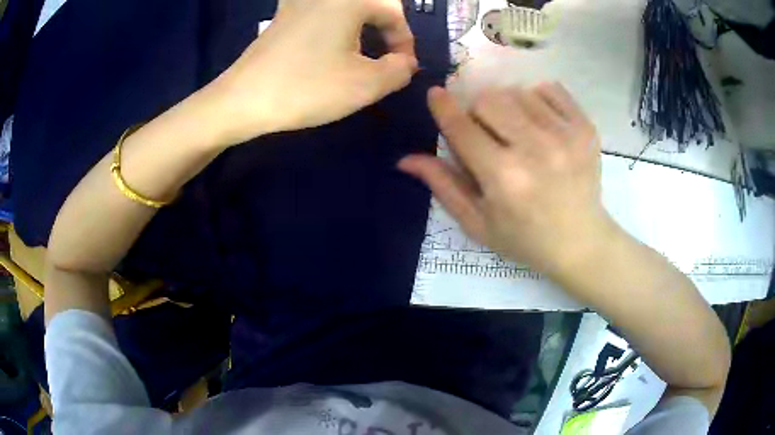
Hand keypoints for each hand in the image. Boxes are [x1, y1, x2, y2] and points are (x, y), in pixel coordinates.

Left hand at [204, 0, 417, 145]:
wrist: (243, 99)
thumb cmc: (306, 88)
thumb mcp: (365, 85)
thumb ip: (399, 70)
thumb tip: (405, 62)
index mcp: (350, 0)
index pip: (394, 13)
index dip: (405, 41)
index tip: (403, 68)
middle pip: (371, 5)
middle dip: (386, 31)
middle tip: (386, 60)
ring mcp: (299, 2)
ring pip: (347, 8)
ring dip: (362, 29)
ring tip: (361, 56)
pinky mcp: (283, 16)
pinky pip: (322, 13)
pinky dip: (337, 27)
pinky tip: (330, 48)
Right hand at [399, 84, 618, 273]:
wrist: (581, 242)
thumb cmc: (525, 238)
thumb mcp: (478, 223)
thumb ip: (443, 185)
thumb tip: (405, 159)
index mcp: (503, 178)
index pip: (461, 127)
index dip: (443, 107)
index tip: (436, 94)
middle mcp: (535, 150)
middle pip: (488, 99)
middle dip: (478, 112)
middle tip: (489, 133)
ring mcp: (565, 135)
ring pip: (517, 91)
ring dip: (509, 107)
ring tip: (519, 133)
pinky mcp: (585, 127)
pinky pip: (550, 89)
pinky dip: (538, 100)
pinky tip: (542, 124)